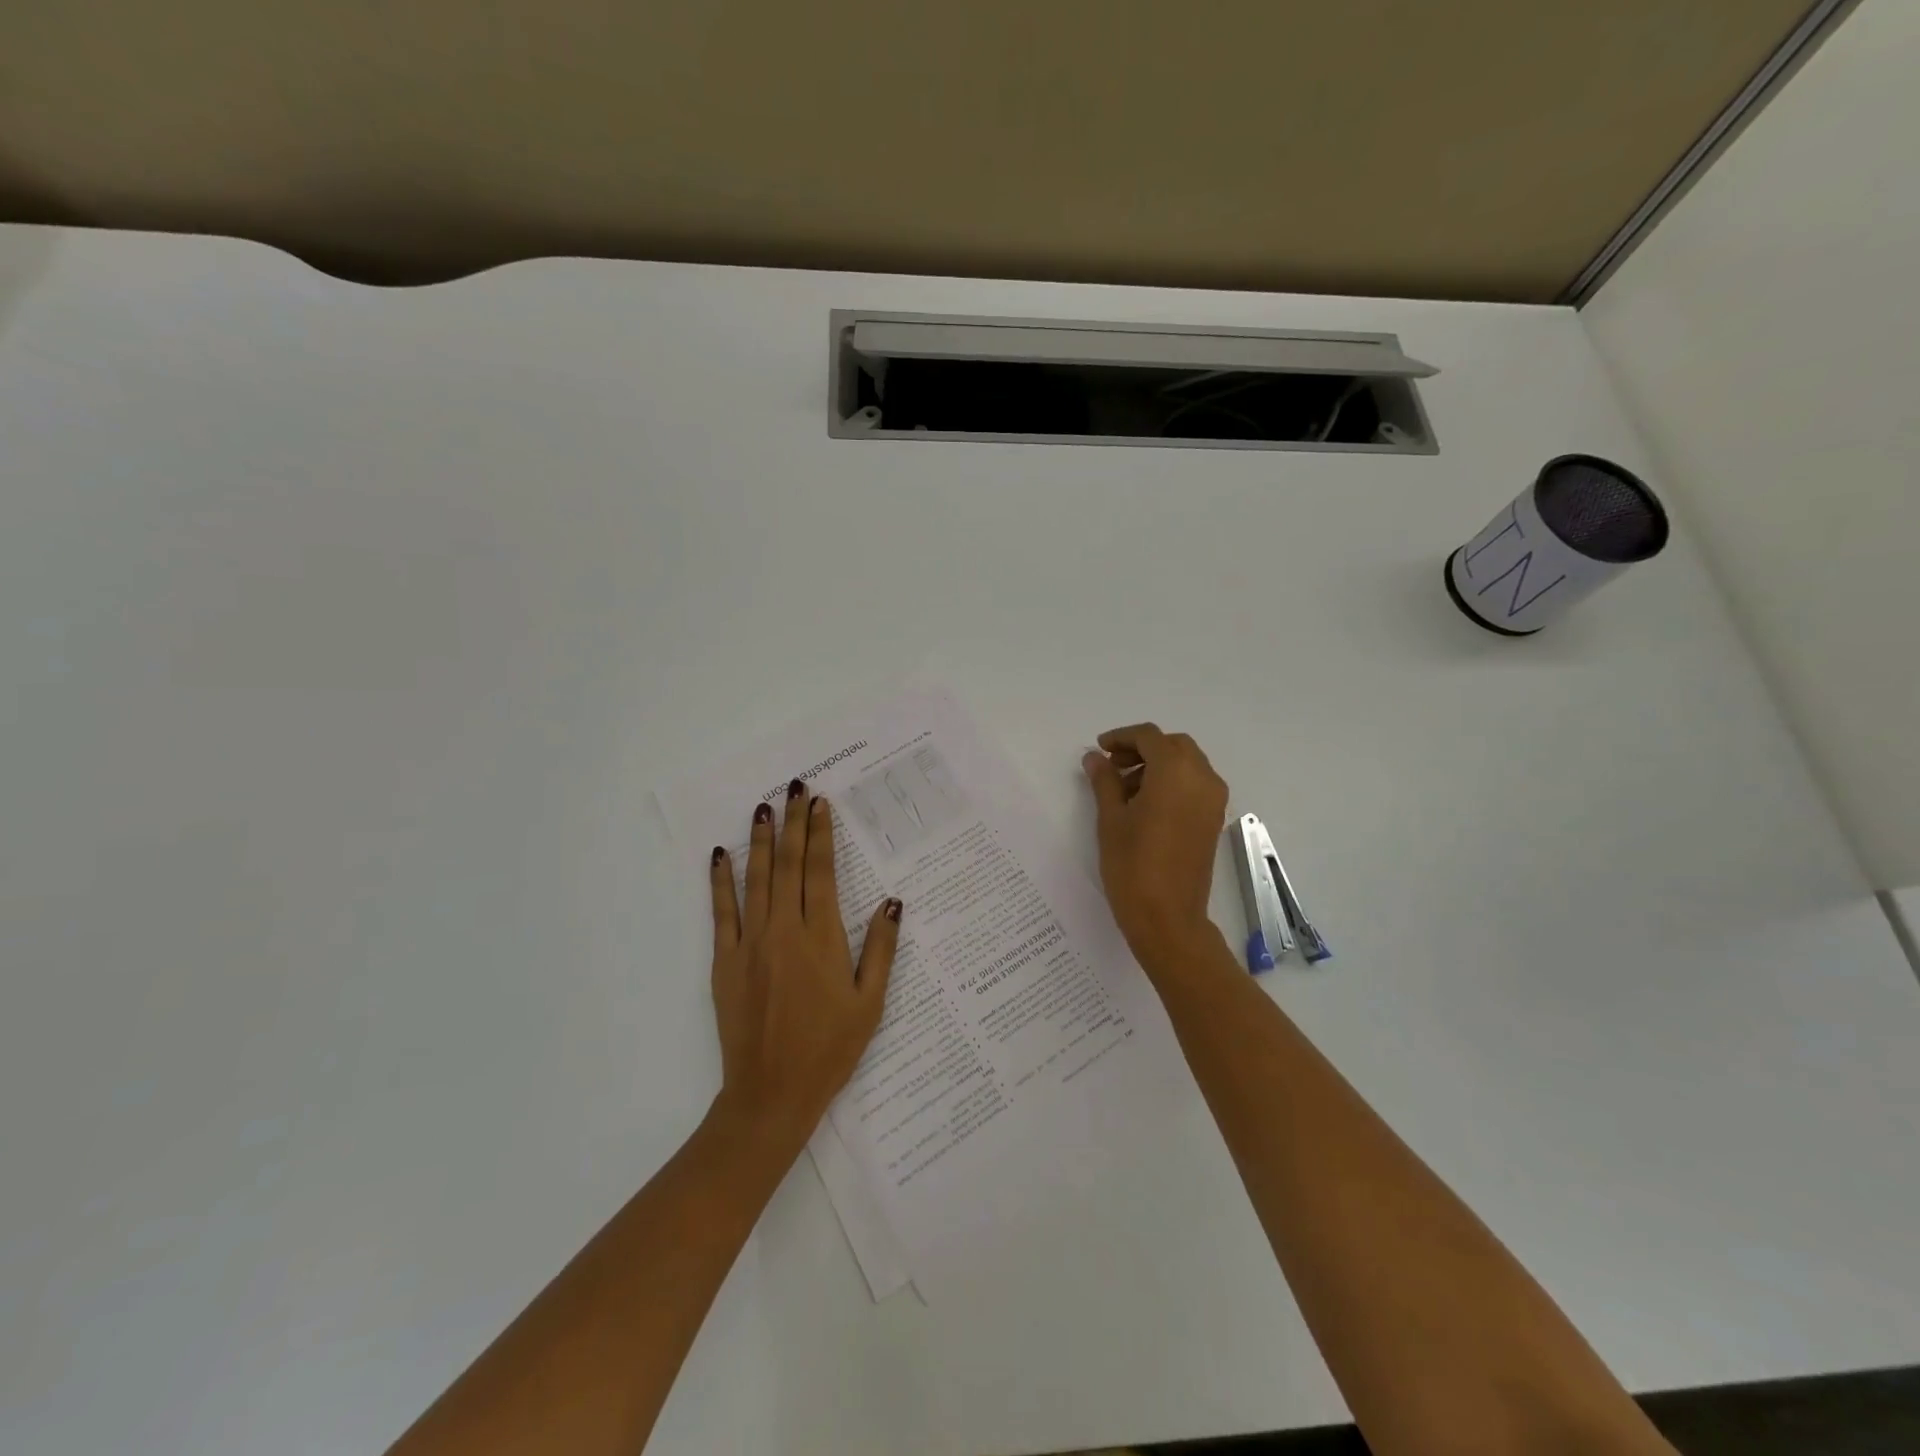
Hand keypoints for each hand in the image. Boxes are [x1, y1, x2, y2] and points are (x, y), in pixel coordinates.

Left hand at [707, 778, 899, 1156]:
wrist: (772, 1094)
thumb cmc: (829, 1049)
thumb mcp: (870, 1003)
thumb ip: (880, 950)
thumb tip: (891, 902)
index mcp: (822, 939)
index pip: (820, 872)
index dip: (820, 834)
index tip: (819, 804)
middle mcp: (785, 931)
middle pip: (789, 865)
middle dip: (792, 823)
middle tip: (795, 787)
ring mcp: (750, 944)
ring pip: (756, 879)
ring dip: (761, 841)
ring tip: (763, 807)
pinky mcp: (725, 962)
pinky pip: (722, 912)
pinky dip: (721, 881)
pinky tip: (720, 855)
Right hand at [1083, 724, 1229, 972]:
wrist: (1168, 917)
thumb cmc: (1132, 865)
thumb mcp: (1111, 819)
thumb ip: (1104, 781)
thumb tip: (1095, 758)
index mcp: (1175, 772)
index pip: (1149, 737)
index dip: (1122, 737)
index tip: (1099, 749)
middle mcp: (1202, 778)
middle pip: (1173, 746)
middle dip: (1142, 749)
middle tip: (1112, 765)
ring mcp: (1213, 800)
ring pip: (1187, 763)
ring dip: (1157, 765)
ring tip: (1124, 788)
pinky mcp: (1214, 819)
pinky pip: (1195, 784)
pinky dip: (1172, 781)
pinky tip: (1145, 804)